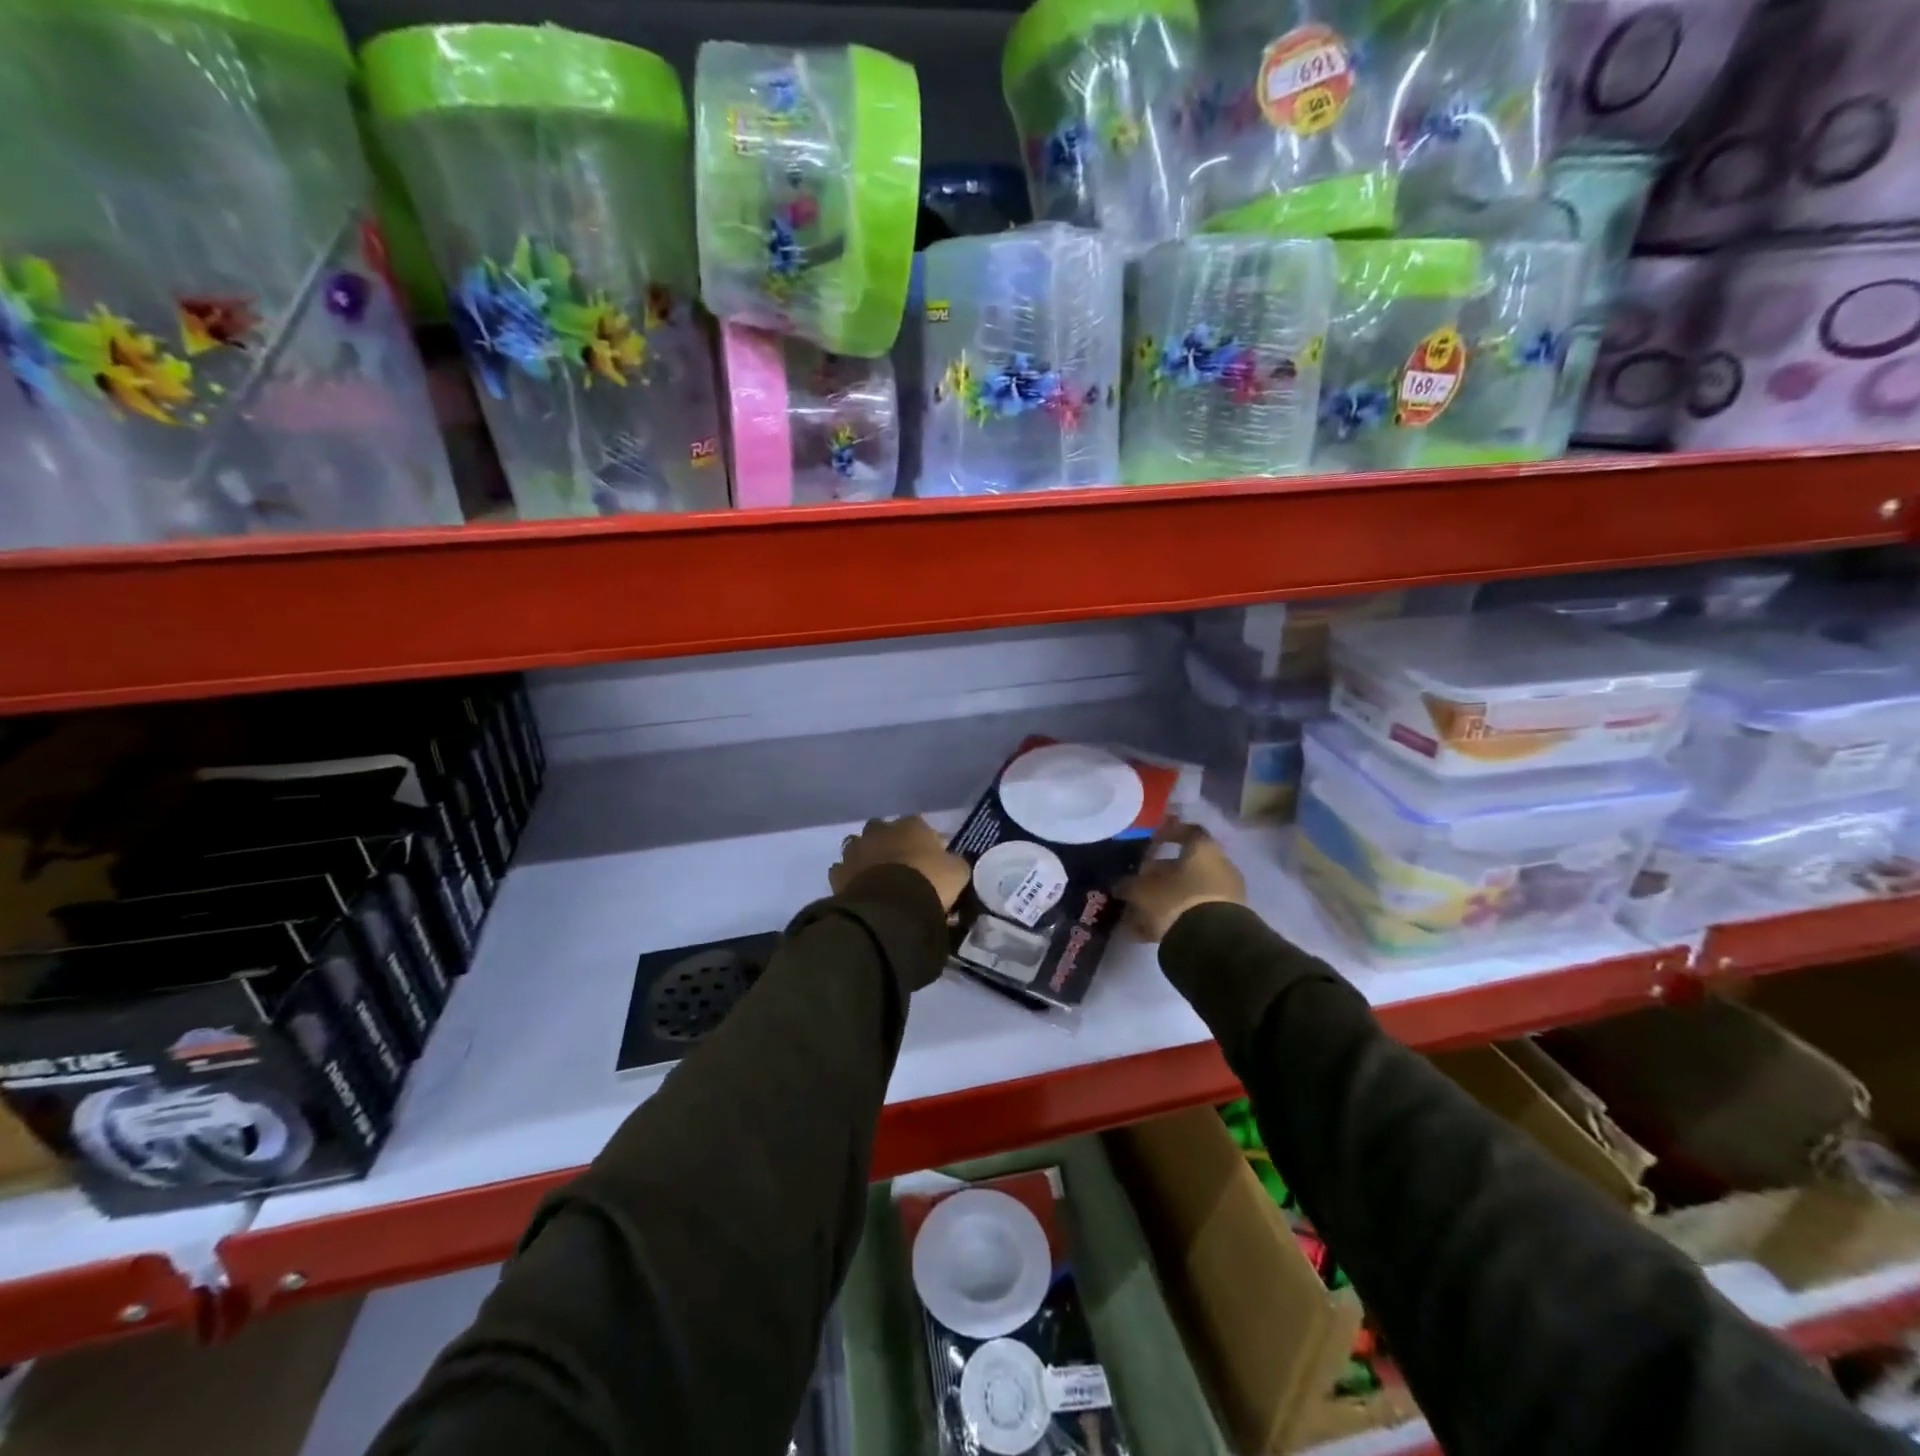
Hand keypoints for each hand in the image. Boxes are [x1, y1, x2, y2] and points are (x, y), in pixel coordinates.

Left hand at [830, 816, 969, 911]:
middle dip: (889, 843)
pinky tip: (861, 891)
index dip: (924, 841)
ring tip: (878, 879)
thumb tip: (951, 862)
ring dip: (866, 858)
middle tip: (901, 866)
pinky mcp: (838, 873)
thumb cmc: (929, 882)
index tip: (930, 860)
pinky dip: (851, 878)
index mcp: (910, 825)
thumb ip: (954, 862)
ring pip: (859, 847)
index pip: (918, 825)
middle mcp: (879, 830)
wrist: (891, 908)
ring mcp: (855, 850)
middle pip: (883, 831)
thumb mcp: (957, 872)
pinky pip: (843, 871)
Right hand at [1119, 820, 1246, 941]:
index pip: (1187, 831)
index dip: (1168, 833)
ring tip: (1138, 913)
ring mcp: (1226, 895)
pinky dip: (1174, 918)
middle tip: (1137, 883)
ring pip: (1189, 892)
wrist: (1213, 943)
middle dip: (1159, 875)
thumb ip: (1129, 885)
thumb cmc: (1176, 900)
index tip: (1151, 839)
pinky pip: (1195, 914)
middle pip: (1186, 866)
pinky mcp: (1225, 922)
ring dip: (1165, 900)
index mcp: (1203, 849)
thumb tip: (1121, 886)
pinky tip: (1150, 932)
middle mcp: (1220, 867)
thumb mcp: (1142, 890)